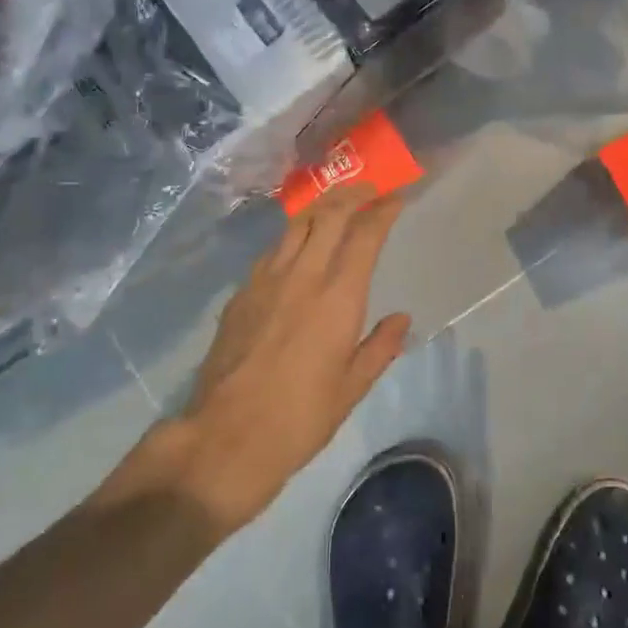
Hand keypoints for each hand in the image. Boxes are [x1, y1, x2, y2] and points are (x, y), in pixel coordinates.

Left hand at [174, 187, 411, 529]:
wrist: (226, 437)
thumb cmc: (300, 418)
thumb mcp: (352, 389)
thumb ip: (380, 347)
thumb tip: (401, 319)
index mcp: (338, 298)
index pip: (365, 235)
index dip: (384, 210)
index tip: (398, 197)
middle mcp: (302, 276)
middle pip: (328, 214)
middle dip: (352, 194)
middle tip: (369, 190)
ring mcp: (265, 281)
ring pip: (295, 225)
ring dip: (320, 209)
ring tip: (335, 208)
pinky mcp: (240, 294)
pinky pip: (272, 251)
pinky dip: (292, 238)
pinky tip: (296, 250)